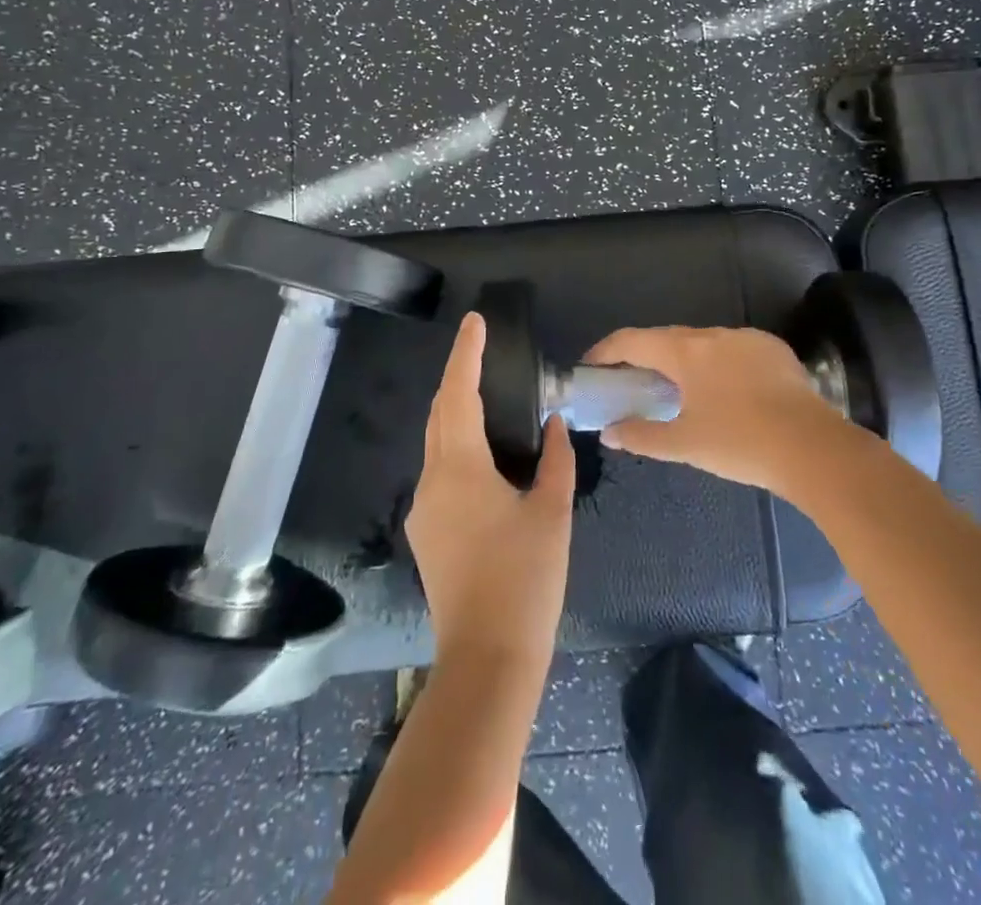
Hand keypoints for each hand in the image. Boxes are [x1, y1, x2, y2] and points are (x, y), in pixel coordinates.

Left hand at [407, 312, 575, 666]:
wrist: (488, 659)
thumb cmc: (526, 580)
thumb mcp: (552, 513)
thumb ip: (556, 460)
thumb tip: (553, 425)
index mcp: (461, 468)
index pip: (458, 394)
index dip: (466, 354)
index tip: (475, 322)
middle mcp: (432, 481)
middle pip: (439, 414)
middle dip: (458, 379)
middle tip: (483, 354)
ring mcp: (424, 510)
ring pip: (437, 444)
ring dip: (457, 414)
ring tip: (489, 400)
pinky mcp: (426, 534)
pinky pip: (440, 473)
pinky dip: (459, 449)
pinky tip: (486, 459)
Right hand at [583, 325, 847, 493]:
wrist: (814, 448)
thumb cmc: (741, 444)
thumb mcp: (685, 445)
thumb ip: (642, 436)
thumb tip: (610, 433)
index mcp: (685, 352)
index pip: (632, 340)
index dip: (606, 351)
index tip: (591, 367)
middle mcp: (713, 335)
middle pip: (666, 338)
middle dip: (643, 356)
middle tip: (630, 382)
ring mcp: (746, 338)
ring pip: (701, 343)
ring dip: (682, 360)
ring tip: (678, 389)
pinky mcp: (773, 349)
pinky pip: (732, 349)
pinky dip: (715, 364)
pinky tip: (724, 391)